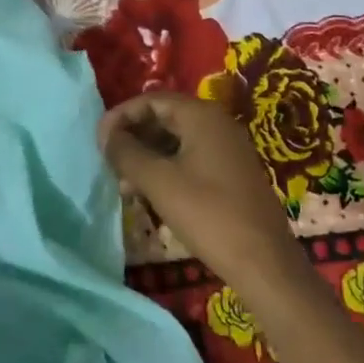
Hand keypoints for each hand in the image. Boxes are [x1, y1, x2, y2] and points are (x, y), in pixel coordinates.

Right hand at [98, 92, 311, 299]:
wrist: (264, 263)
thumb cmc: (208, 214)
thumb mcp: (158, 182)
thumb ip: (127, 153)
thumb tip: (106, 136)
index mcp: (202, 116)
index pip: (152, 100)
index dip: (121, 116)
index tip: (99, 141)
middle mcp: (217, 124)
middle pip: (164, 118)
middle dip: (133, 137)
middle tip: (109, 162)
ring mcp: (228, 149)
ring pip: (176, 141)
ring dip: (147, 157)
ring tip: (125, 184)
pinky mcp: (232, 174)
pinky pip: (191, 159)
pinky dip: (166, 169)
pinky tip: (150, 194)